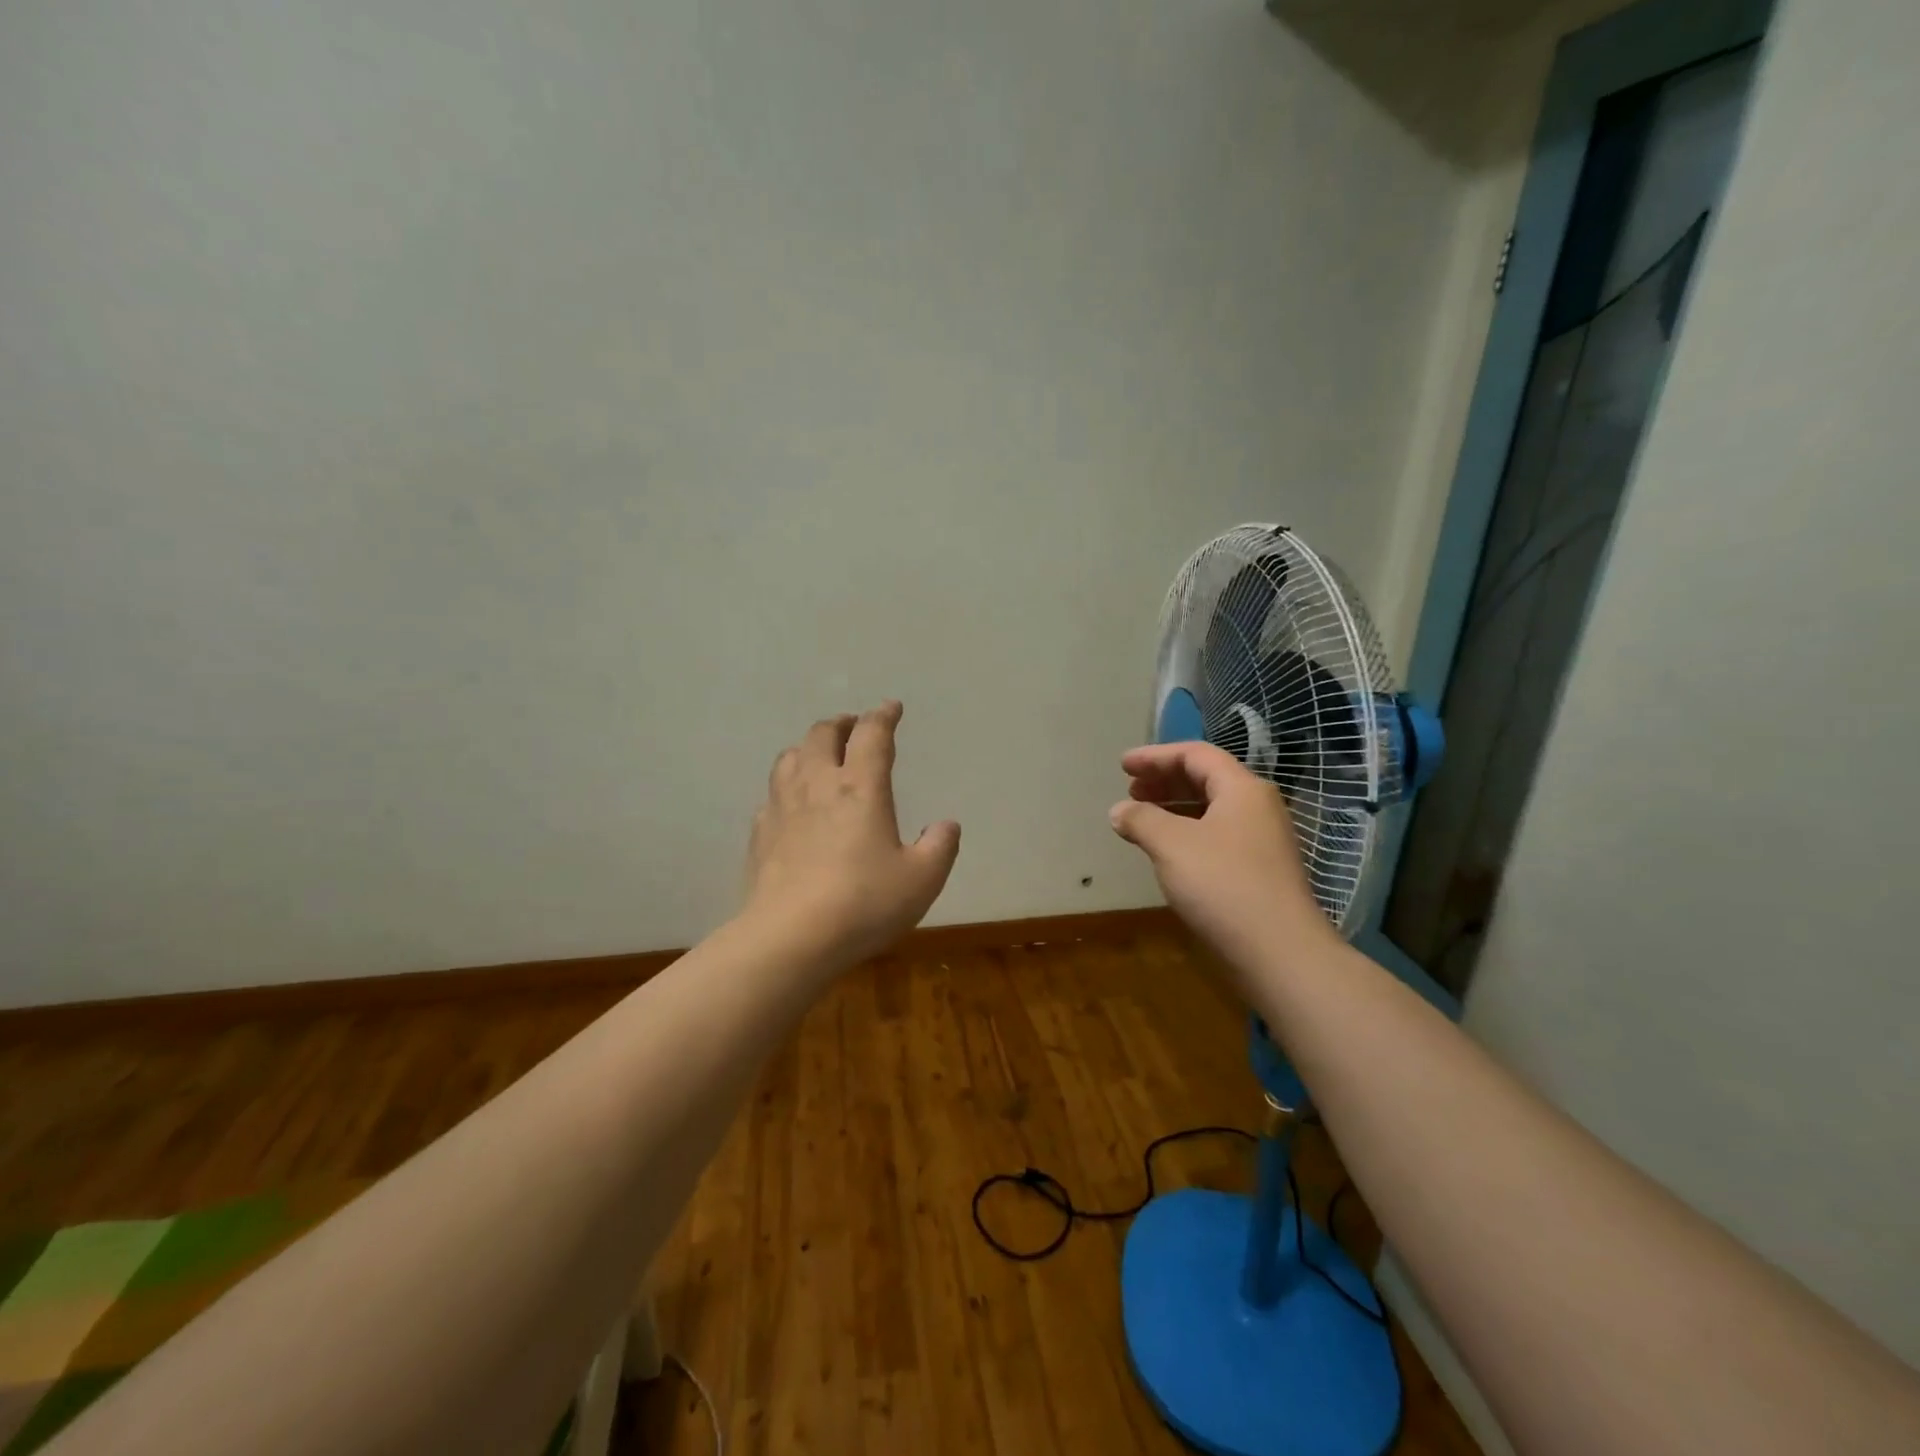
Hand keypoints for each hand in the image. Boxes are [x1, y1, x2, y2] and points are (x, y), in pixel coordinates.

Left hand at [744, 701, 960, 967]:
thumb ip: (940, 847)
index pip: (872, 735)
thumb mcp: (921, 880)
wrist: (790, 937)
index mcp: (861, 787)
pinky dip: (786, 786)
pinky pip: (772, 794)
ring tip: (820, 755)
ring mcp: (783, 807)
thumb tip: (946, 825)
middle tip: (854, 727)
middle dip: (841, 723)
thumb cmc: (864, 903)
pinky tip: (792, 804)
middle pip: (822, 734)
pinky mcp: (760, 834)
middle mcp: (818, 785)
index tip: (892, 708)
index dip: (884, 716)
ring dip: (808, 747)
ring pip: (790, 756)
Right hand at [1109, 742, 1341, 982]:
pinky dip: (1187, 832)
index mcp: (1242, 789)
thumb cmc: (1223, 885)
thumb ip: (1141, 820)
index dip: (1156, 756)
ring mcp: (1261, 841)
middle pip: (1206, 779)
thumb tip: (1119, 810)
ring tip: (1142, 817)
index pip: (1196, 755)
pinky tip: (1167, 851)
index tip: (1123, 765)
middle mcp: (1257, 808)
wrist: (1279, 953)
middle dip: (1165, 780)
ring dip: (1174, 807)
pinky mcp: (1259, 871)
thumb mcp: (1172, 845)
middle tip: (1130, 789)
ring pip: (1212, 809)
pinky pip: (1217, 836)